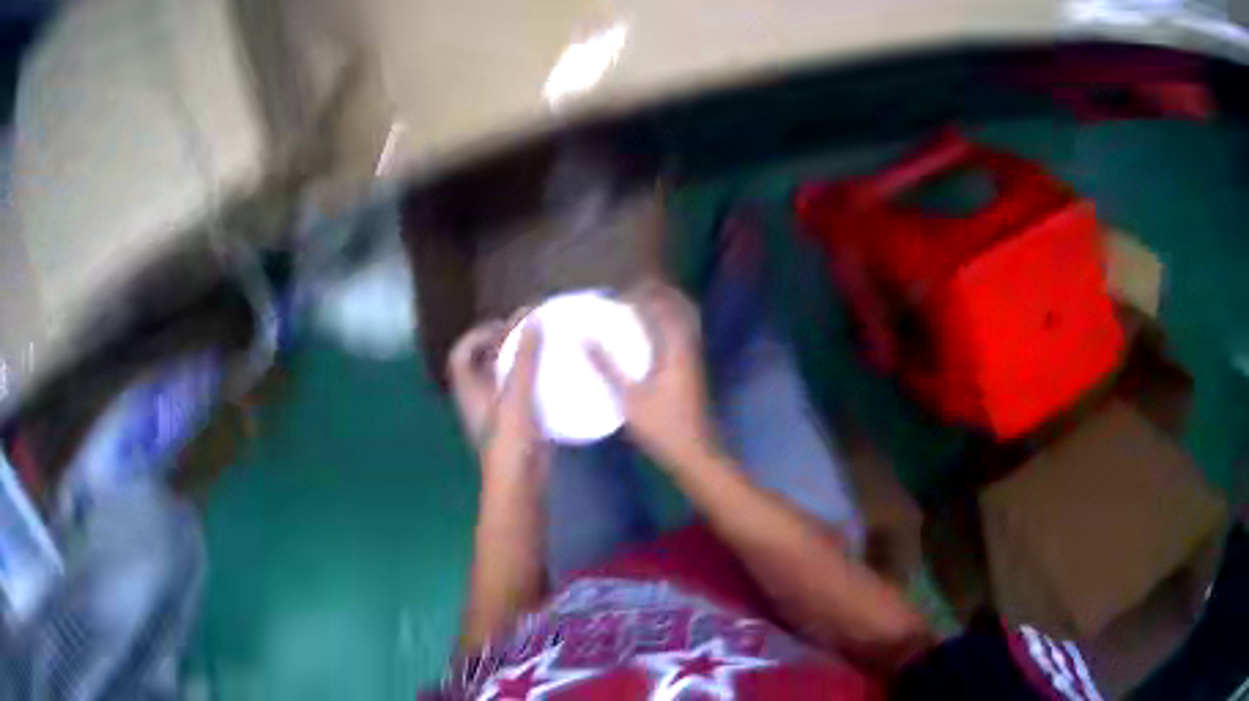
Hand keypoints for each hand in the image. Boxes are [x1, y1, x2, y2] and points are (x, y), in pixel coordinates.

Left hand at [448, 316, 547, 484]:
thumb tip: (532, 319)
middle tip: (529, 332)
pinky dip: (534, 381)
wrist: (520, 483)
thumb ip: (524, 357)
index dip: (477, 335)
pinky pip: (522, 394)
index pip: (461, 354)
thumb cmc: (510, 439)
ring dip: (520, 361)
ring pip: (504, 378)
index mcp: (470, 390)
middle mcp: (480, 399)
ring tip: (544, 348)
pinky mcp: (518, 425)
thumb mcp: (516, 393)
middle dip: (503, 344)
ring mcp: (498, 413)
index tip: (503, 326)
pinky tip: (557, 377)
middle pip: (484, 363)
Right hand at [588, 282, 723, 472]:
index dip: (647, 293)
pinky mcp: (691, 372)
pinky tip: (645, 339)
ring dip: (665, 310)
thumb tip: (584, 338)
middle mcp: (689, 349)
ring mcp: (693, 361)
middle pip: (682, 309)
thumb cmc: (662, 426)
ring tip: (637, 308)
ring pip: (683, 324)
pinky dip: (666, 328)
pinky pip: (681, 337)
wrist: (694, 453)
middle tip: (633, 291)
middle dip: (660, 295)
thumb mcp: (629, 398)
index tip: (623, 289)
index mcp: (677, 349)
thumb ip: (607, 366)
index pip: (666, 307)